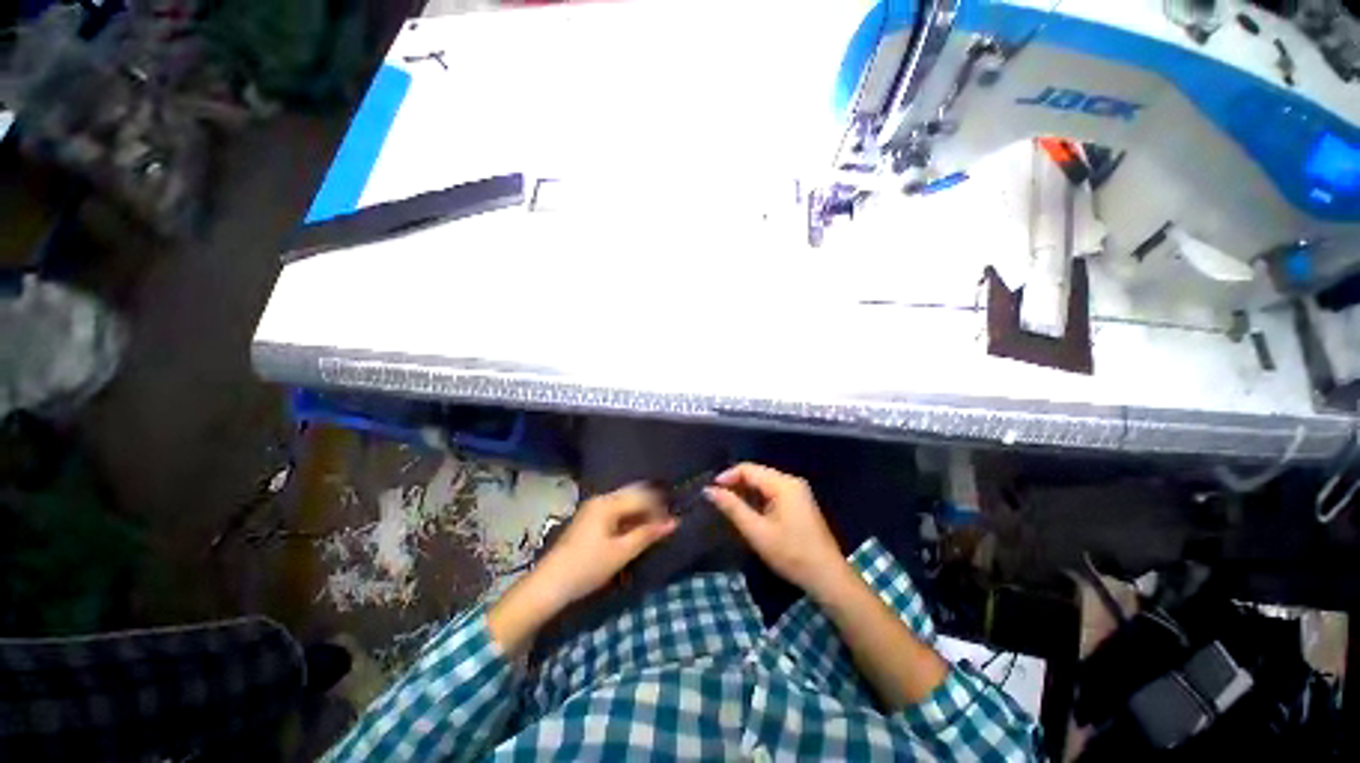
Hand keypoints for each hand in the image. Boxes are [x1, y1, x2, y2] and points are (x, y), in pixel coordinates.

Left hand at [531, 483, 677, 607]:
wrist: (549, 584)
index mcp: (608, 503)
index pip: (642, 497)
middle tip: (664, 524)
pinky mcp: (589, 520)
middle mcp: (601, 499)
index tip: (672, 523)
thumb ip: (647, 535)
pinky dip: (629, 519)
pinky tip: (635, 532)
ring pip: (625, 502)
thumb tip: (673, 522)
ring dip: (640, 513)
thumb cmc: (587, 567)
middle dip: (651, 507)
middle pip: (633, 494)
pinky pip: (616, 511)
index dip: (659, 508)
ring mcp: (593, 508)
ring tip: (652, 530)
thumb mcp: (621, 553)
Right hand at [704, 463, 847, 596]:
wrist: (827, 576)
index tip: (711, 490)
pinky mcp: (798, 503)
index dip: (727, 476)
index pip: (748, 469)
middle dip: (735, 483)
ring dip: (745, 491)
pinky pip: (772, 492)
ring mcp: (797, 492)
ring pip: (763, 483)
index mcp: (783, 484)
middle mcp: (791, 482)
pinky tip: (747, 511)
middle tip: (717, 498)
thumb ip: (732, 507)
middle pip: (756, 473)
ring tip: (728, 505)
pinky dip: (757, 498)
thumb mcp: (757, 531)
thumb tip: (709, 491)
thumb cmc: (791, 553)